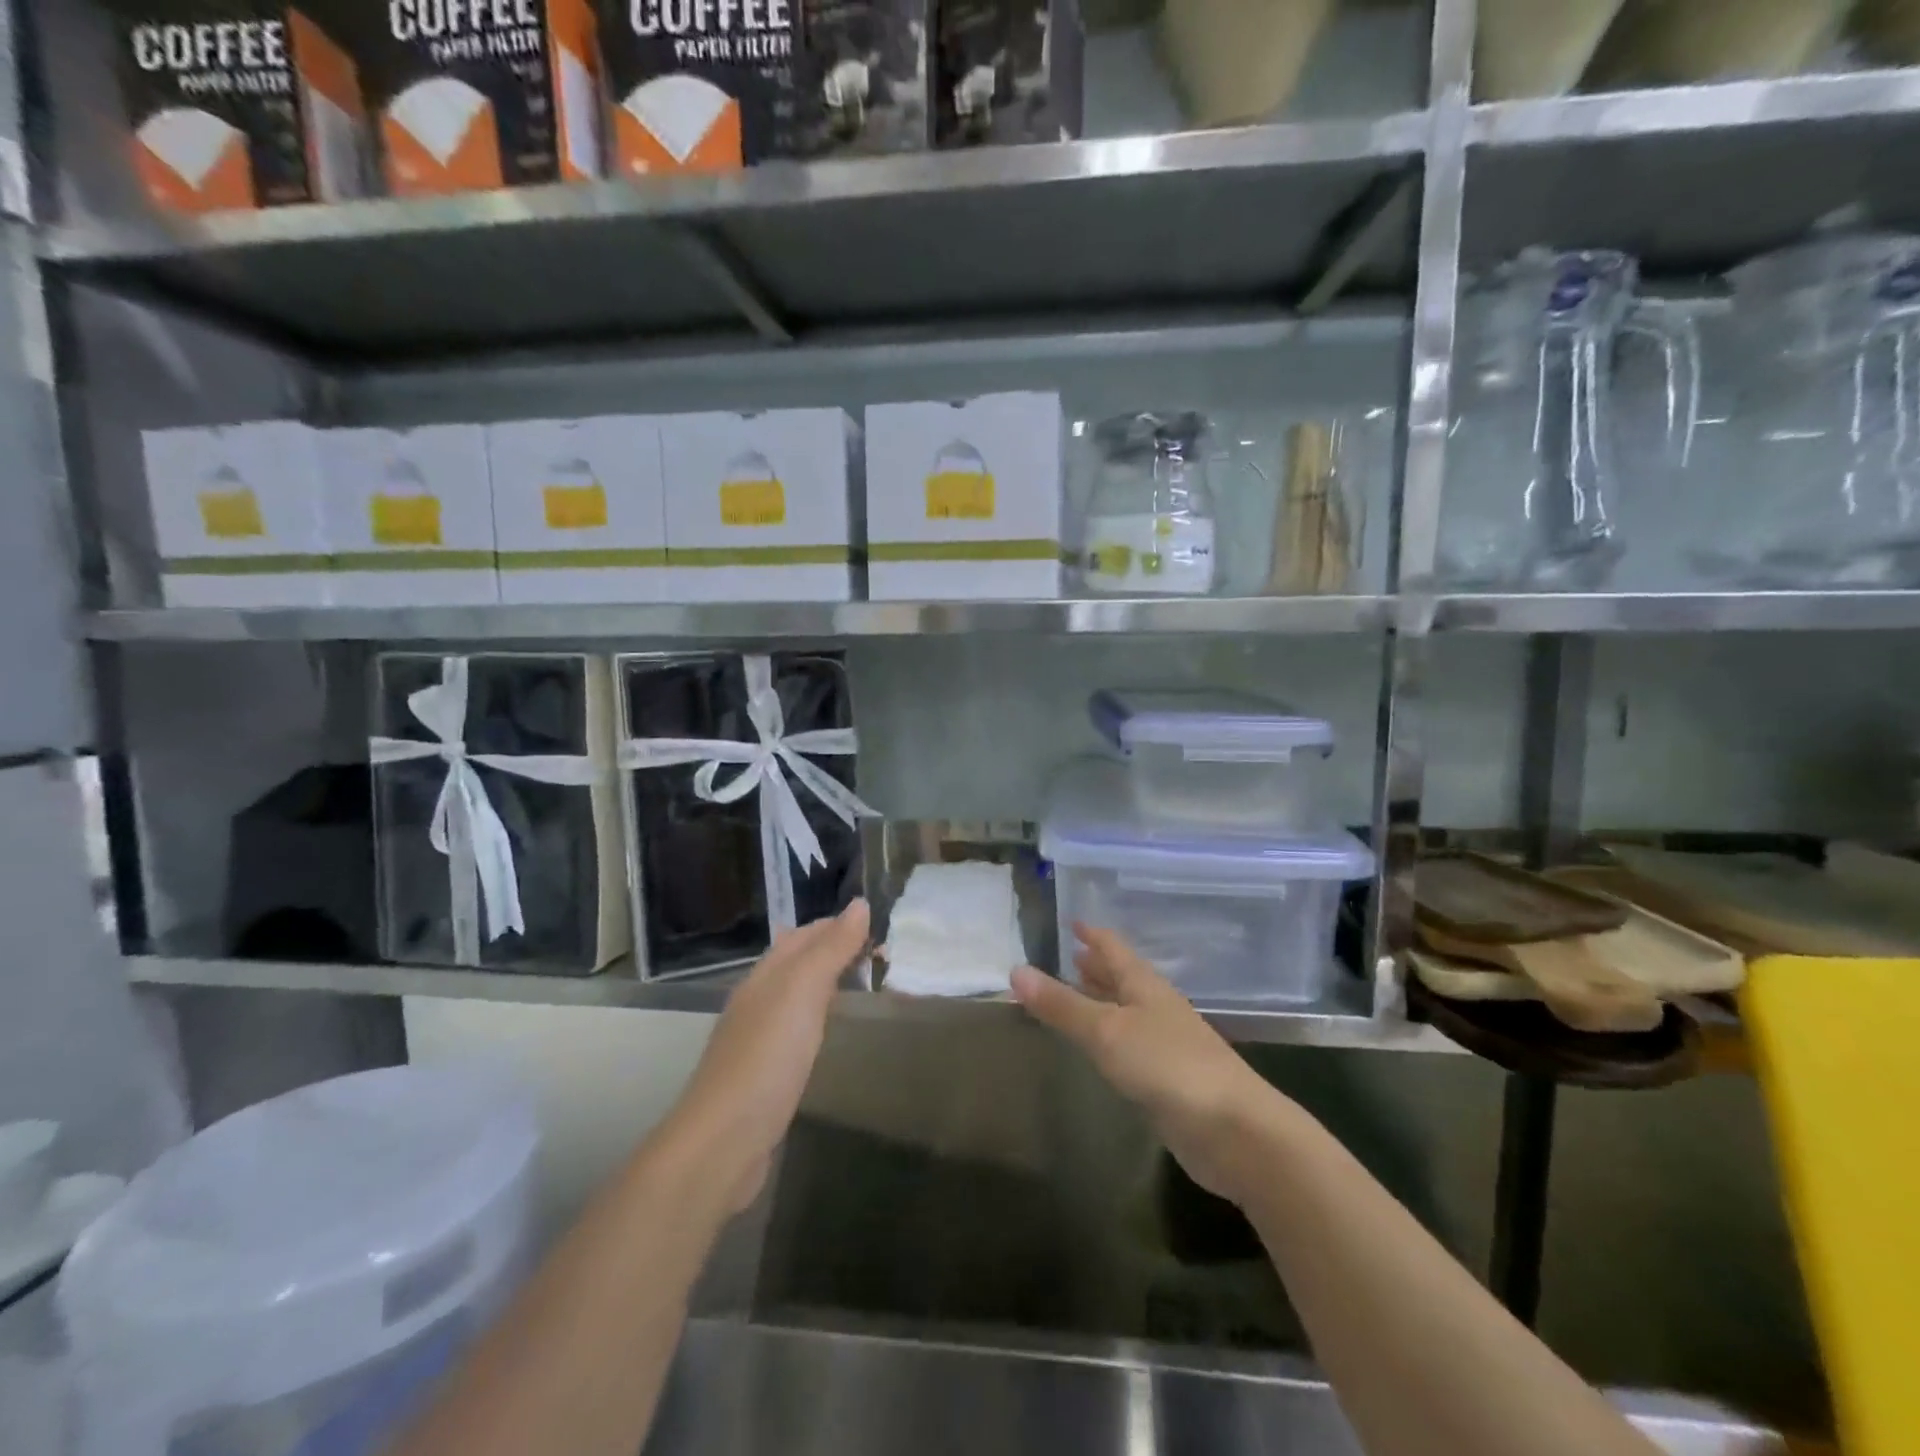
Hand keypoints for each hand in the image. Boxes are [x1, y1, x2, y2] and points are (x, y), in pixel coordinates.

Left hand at [667, 899, 870, 1214]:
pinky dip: (820, 1018)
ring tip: (866, 985)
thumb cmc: (767, 1055)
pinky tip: (832, 1032)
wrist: (723, 1141)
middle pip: (799, 962)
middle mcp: (758, 999)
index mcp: (765, 974)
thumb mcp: (803, 991)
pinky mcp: (764, 1074)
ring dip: (829, 983)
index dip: (840, 925)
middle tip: (883, 956)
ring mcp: (758, 1038)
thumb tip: (859, 903)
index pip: (805, 934)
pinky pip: (797, 1030)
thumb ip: (832, 948)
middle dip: (836, 951)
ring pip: (798, 995)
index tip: (881, 928)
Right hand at [1011, 924, 1288, 1202]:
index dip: (1093, 935)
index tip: (1072, 921)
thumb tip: (1015, 970)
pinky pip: (1130, 1045)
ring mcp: (1166, 1044)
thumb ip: (1062, 1005)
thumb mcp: (1106, 1031)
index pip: (1114, 949)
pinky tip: (1101, 1047)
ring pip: (1126, 1011)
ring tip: (1077, 992)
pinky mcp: (1168, 1080)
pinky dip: (1110, 1036)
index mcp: (1144, 986)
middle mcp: (1156, 1007)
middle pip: (1123, 977)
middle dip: (1097, 966)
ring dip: (1103, 999)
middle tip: (1069, 954)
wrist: (1234, 1131)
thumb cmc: (1168, 1066)